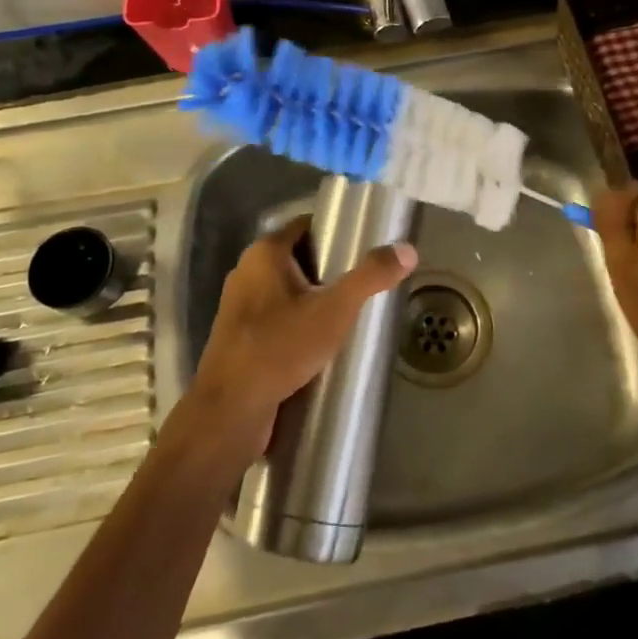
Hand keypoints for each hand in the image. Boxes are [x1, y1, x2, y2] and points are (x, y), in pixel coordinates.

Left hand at [179, 216, 416, 469]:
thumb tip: (407, 249)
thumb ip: (370, 277)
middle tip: (366, 285)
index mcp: (264, 253)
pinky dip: (298, 325)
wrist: (230, 412)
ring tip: (350, 316)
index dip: (336, 232)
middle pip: (299, 259)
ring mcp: (240, 308)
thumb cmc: (279, 348)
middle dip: (331, 271)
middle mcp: (246, 273)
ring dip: (315, 301)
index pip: (306, 226)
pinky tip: (322, 346)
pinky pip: (277, 320)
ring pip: (287, 293)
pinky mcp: (240, 340)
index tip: (366, 247)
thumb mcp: (334, 310)